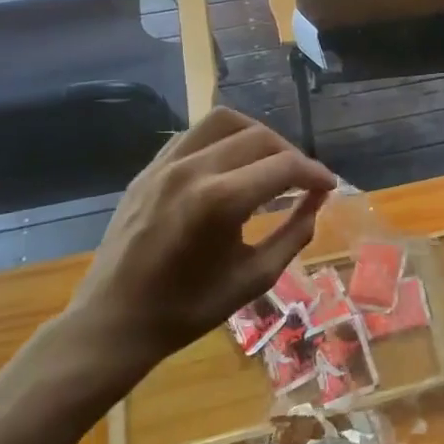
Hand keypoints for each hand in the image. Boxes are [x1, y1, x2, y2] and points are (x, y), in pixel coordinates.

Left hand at [62, 109, 335, 387]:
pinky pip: (194, 134)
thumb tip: (316, 202)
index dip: (315, 173)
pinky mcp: (149, 168)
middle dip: (292, 154)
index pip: (285, 166)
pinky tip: (232, 163)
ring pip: (225, 121)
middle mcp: (194, 170)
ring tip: (270, 160)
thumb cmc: (188, 309)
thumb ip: (294, 234)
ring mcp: (166, 165)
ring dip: (257, 135)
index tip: (329, 187)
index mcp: (221, 202)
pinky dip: (223, 139)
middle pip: (260, 137)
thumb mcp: (254, 278)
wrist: (114, 322)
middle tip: (304, 180)